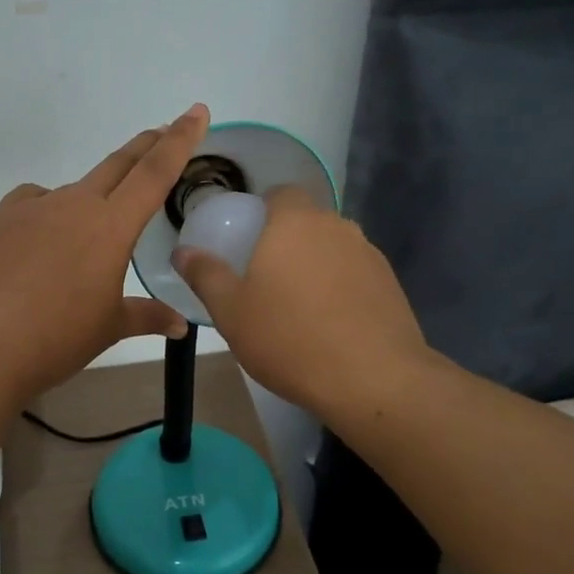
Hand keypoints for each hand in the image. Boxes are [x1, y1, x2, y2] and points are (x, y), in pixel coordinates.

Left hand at [0, 105, 210, 403]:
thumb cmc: (55, 339)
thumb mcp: (108, 328)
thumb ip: (147, 317)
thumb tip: (180, 326)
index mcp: (110, 227)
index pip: (155, 172)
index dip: (180, 140)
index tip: (196, 112)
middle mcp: (74, 204)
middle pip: (118, 164)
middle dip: (145, 146)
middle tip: (162, 131)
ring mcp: (32, 207)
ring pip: (73, 191)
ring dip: (90, 200)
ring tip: (83, 241)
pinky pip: (33, 204)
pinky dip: (47, 215)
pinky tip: (39, 244)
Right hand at [173, 187, 430, 420]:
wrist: (374, 379)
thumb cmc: (290, 339)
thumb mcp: (231, 312)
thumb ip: (206, 275)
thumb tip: (182, 252)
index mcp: (294, 222)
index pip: (280, 193)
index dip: (262, 211)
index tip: (247, 241)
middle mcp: (336, 226)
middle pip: (307, 220)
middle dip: (286, 240)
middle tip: (264, 277)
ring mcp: (369, 254)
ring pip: (332, 247)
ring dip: (315, 265)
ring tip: (298, 305)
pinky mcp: (390, 283)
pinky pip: (354, 273)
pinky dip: (340, 287)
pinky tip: (331, 323)